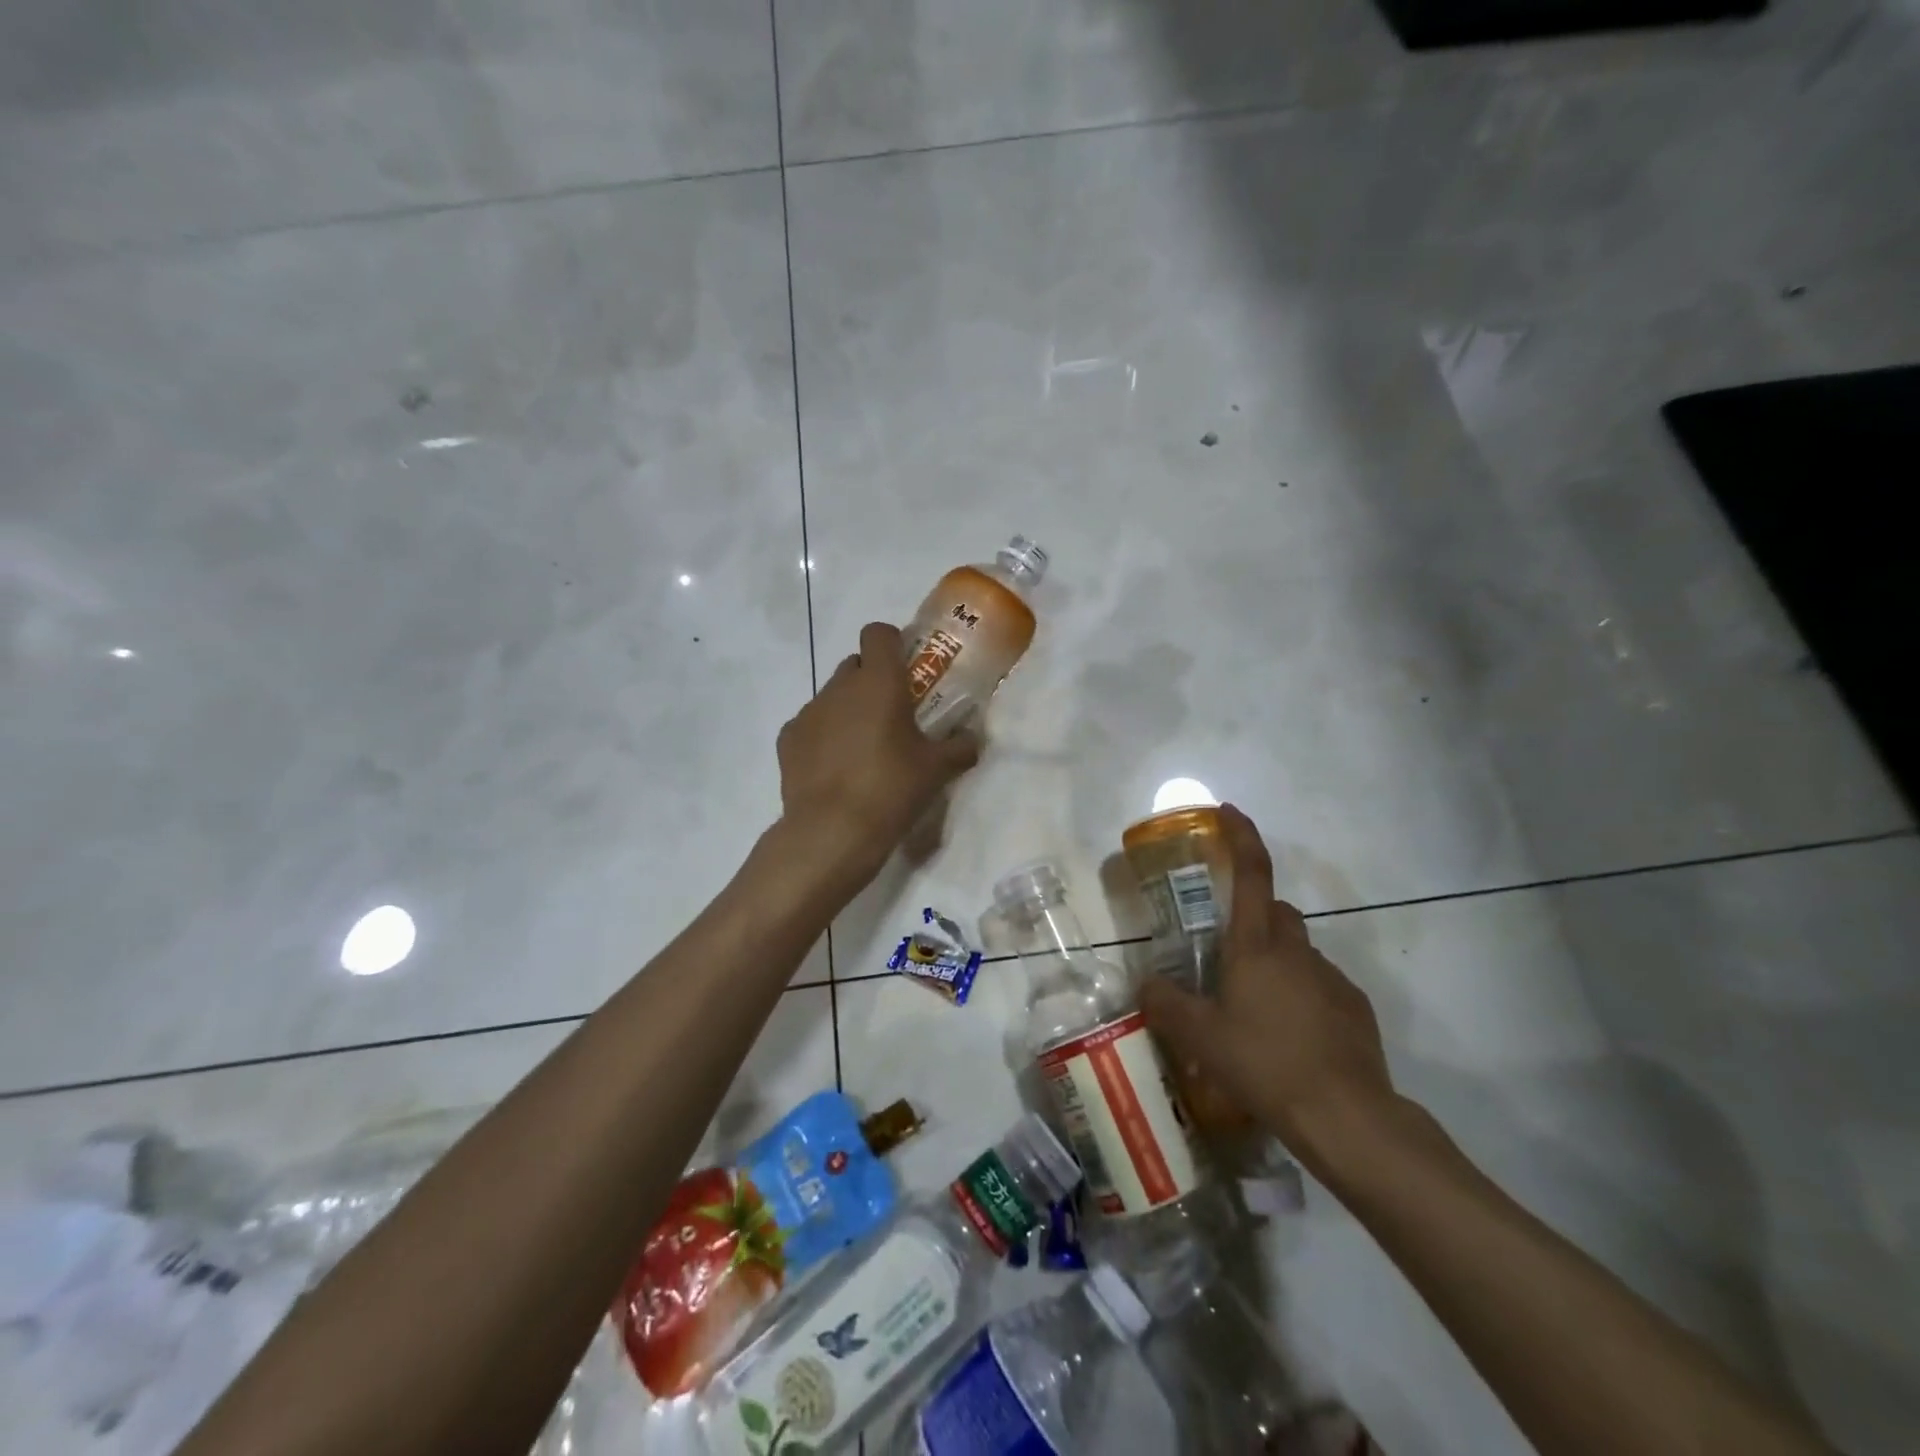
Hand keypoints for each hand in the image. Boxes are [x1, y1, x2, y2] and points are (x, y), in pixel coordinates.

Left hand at [774, 622, 980, 888]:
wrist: (832, 831)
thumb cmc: (891, 789)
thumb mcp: (937, 770)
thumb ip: (960, 747)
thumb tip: (974, 739)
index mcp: (879, 682)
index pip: (878, 633)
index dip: (891, 643)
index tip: (906, 669)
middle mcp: (840, 687)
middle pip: (855, 664)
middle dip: (871, 680)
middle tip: (891, 714)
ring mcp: (809, 711)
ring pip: (832, 695)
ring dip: (848, 709)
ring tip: (863, 748)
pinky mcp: (787, 738)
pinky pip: (810, 724)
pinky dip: (823, 735)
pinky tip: (835, 767)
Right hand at [1140, 805, 1398, 1173]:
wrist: (1346, 1116)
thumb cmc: (1264, 1063)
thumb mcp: (1199, 1037)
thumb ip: (1165, 1003)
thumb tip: (1146, 983)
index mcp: (1256, 946)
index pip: (1252, 874)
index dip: (1241, 836)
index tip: (1228, 811)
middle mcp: (1296, 950)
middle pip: (1277, 912)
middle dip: (1255, 919)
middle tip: (1228, 957)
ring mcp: (1330, 978)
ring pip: (1298, 952)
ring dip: (1276, 964)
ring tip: (1254, 1011)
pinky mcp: (1354, 1008)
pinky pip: (1319, 986)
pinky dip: (1301, 996)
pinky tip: (1289, 1038)